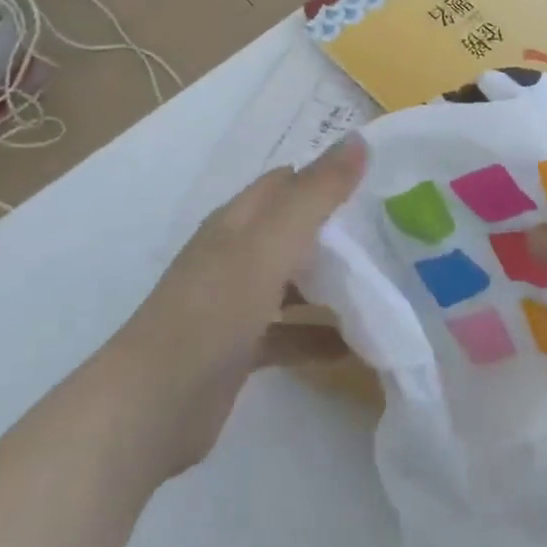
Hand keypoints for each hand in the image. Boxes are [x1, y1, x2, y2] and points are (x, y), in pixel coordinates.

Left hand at [120, 135, 365, 475]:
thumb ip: (316, 194)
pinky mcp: (239, 349)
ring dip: (332, 284)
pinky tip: (356, 347)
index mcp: (238, 222)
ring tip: (385, 287)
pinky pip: (289, 334)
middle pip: (294, 231)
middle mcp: (235, 255)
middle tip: (394, 234)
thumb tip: (358, 140)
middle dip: (338, 231)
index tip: (379, 181)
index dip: (328, 176)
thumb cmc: (213, 311)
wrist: (152, 407)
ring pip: (293, 282)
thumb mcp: (270, 244)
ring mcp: (235, 304)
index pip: (288, 183)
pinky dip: (318, 336)